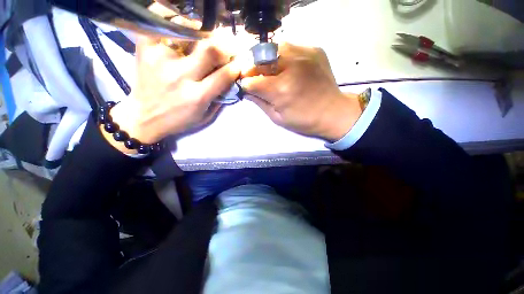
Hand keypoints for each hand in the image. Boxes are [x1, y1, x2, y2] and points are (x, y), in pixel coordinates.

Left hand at [105, 37, 241, 153]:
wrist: (144, 117)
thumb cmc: (178, 119)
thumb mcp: (204, 117)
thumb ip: (219, 99)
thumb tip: (230, 80)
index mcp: (196, 96)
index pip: (224, 75)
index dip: (235, 67)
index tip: (239, 63)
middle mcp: (180, 76)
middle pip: (209, 50)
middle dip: (223, 47)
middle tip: (225, 47)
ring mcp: (160, 60)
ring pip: (188, 33)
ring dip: (201, 33)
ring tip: (203, 36)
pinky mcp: (145, 49)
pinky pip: (162, 25)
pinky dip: (174, 22)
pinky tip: (182, 29)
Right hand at [242, 43, 362, 141]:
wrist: (333, 112)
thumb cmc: (304, 120)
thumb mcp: (277, 118)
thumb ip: (260, 103)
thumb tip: (246, 90)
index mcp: (280, 89)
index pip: (251, 80)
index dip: (245, 83)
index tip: (247, 86)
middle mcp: (290, 67)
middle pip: (260, 58)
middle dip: (252, 68)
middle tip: (255, 76)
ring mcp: (304, 55)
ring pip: (274, 48)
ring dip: (267, 59)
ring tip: (271, 70)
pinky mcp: (314, 50)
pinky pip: (291, 46)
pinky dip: (283, 55)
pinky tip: (287, 66)